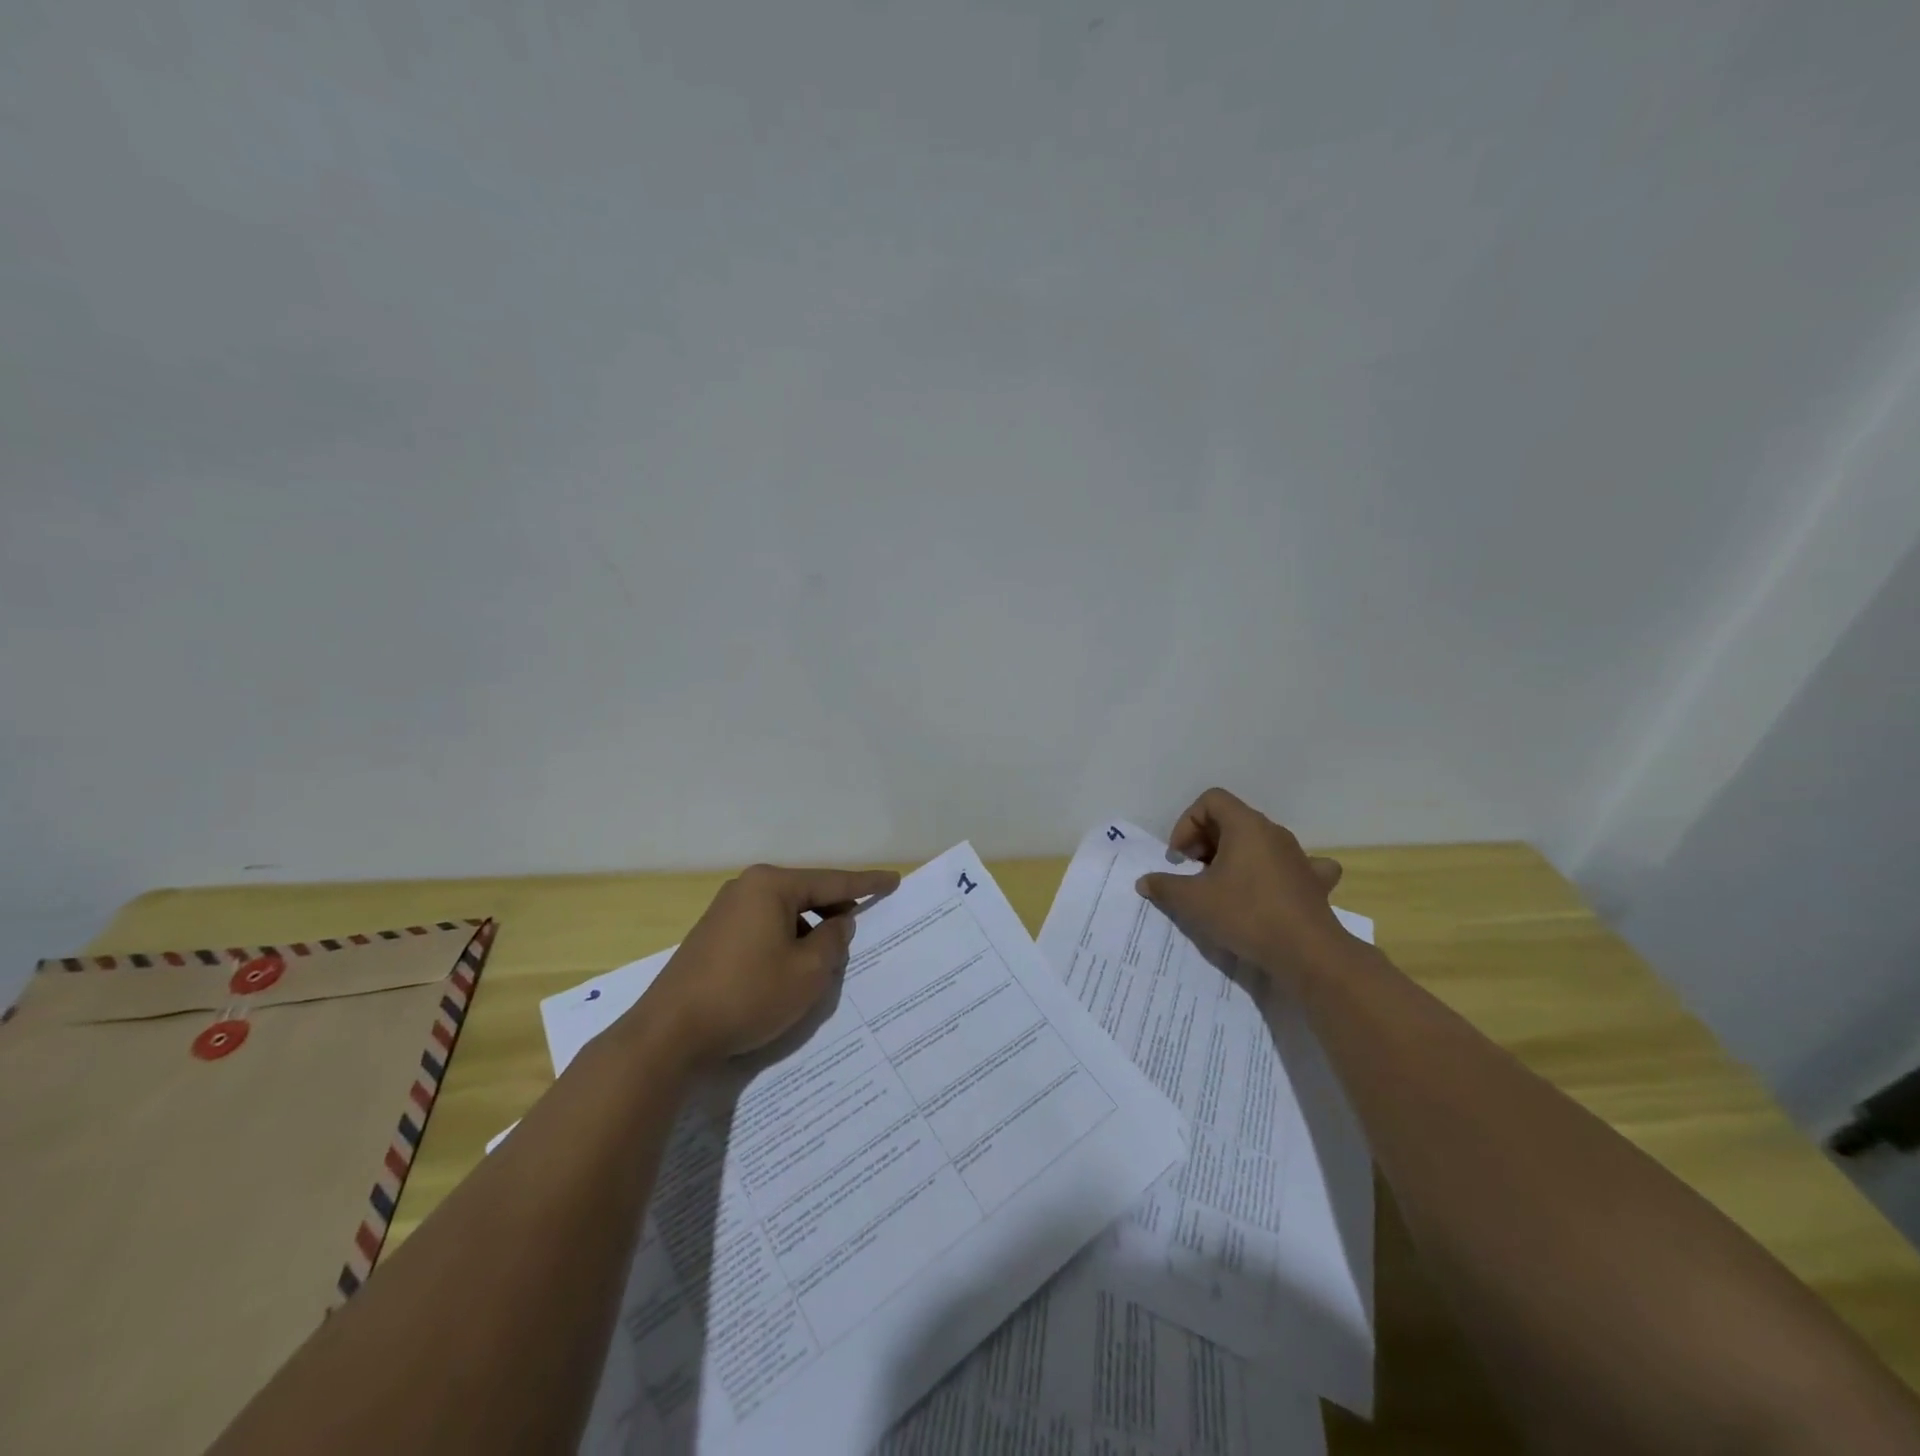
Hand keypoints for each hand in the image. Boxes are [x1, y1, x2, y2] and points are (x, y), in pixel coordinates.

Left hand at [637, 863, 899, 1067]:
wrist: (669, 1033)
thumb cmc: (747, 994)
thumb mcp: (807, 972)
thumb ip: (833, 941)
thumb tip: (838, 923)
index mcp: (771, 886)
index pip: (832, 881)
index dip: (866, 883)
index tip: (893, 881)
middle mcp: (746, 888)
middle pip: (805, 895)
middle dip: (833, 913)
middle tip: (858, 933)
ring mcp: (725, 912)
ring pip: (783, 915)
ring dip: (807, 934)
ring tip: (822, 965)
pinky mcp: (712, 937)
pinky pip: (762, 929)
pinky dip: (784, 943)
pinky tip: (787, 972)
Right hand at [1135, 788, 1353, 993]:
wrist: (1307, 953)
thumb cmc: (1246, 914)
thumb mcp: (1193, 900)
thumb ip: (1164, 886)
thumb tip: (1145, 882)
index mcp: (1246, 825)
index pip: (1211, 800)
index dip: (1187, 823)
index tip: (1180, 857)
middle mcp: (1274, 832)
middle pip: (1233, 819)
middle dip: (1206, 841)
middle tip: (1193, 872)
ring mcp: (1298, 856)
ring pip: (1259, 842)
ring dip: (1235, 856)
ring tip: (1223, 885)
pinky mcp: (1314, 882)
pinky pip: (1293, 865)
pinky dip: (1276, 871)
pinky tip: (1271, 888)